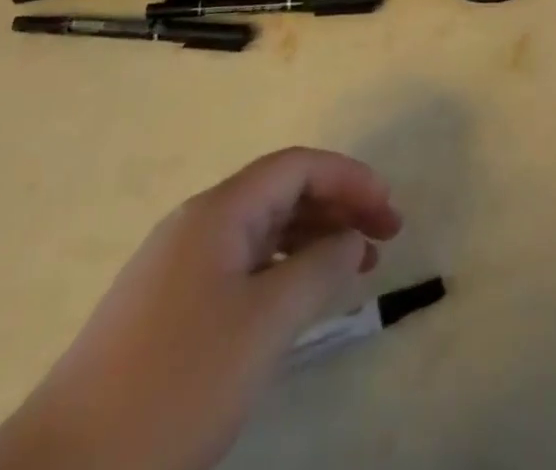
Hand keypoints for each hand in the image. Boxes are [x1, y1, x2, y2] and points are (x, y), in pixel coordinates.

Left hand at [0, 148, 400, 469]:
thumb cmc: (173, 387)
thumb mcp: (263, 326)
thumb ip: (318, 270)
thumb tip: (352, 239)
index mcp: (219, 212)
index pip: (298, 166)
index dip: (350, 178)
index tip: (389, 210)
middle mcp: (198, 225)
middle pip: (282, 192)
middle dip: (339, 206)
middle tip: (386, 238)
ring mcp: (177, 268)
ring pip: (264, 231)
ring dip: (315, 239)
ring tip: (356, 269)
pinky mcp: (166, 310)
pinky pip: (242, 267)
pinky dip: (283, 271)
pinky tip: (301, 301)